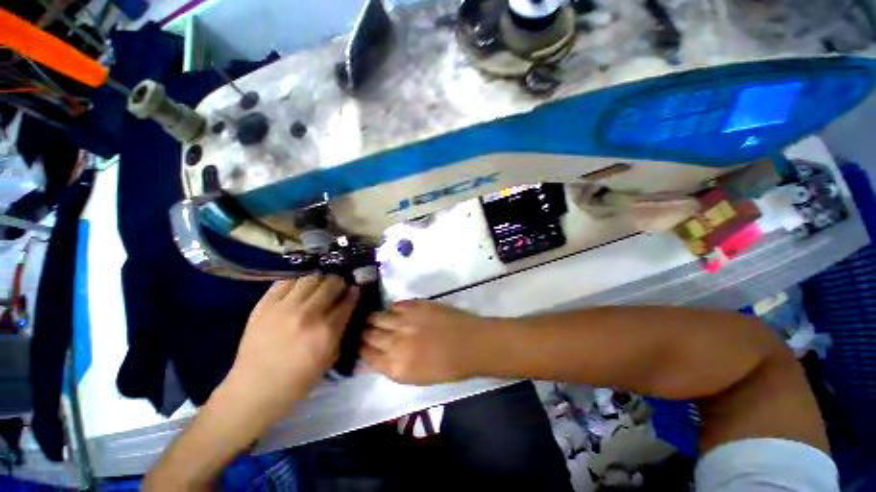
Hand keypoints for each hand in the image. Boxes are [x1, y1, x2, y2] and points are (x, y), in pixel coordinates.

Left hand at [224, 275, 358, 419]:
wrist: (256, 388)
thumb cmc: (299, 379)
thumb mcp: (330, 357)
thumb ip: (341, 329)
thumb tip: (347, 306)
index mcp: (327, 331)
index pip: (348, 299)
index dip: (354, 292)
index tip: (354, 290)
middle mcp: (309, 314)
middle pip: (332, 283)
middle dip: (339, 283)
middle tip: (337, 288)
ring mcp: (285, 307)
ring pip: (311, 278)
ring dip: (320, 279)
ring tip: (318, 286)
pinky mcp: (265, 305)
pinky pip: (286, 281)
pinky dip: (297, 281)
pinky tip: (299, 288)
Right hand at [361, 300, 494, 384]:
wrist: (470, 344)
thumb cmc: (447, 367)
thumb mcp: (415, 377)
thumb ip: (392, 366)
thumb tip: (375, 356)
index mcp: (395, 366)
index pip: (366, 354)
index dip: (359, 348)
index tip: (356, 343)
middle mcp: (395, 342)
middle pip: (369, 334)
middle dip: (362, 332)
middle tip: (360, 329)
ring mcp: (405, 320)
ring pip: (378, 316)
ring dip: (373, 318)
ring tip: (370, 317)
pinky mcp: (416, 305)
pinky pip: (396, 305)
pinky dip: (391, 308)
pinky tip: (392, 311)